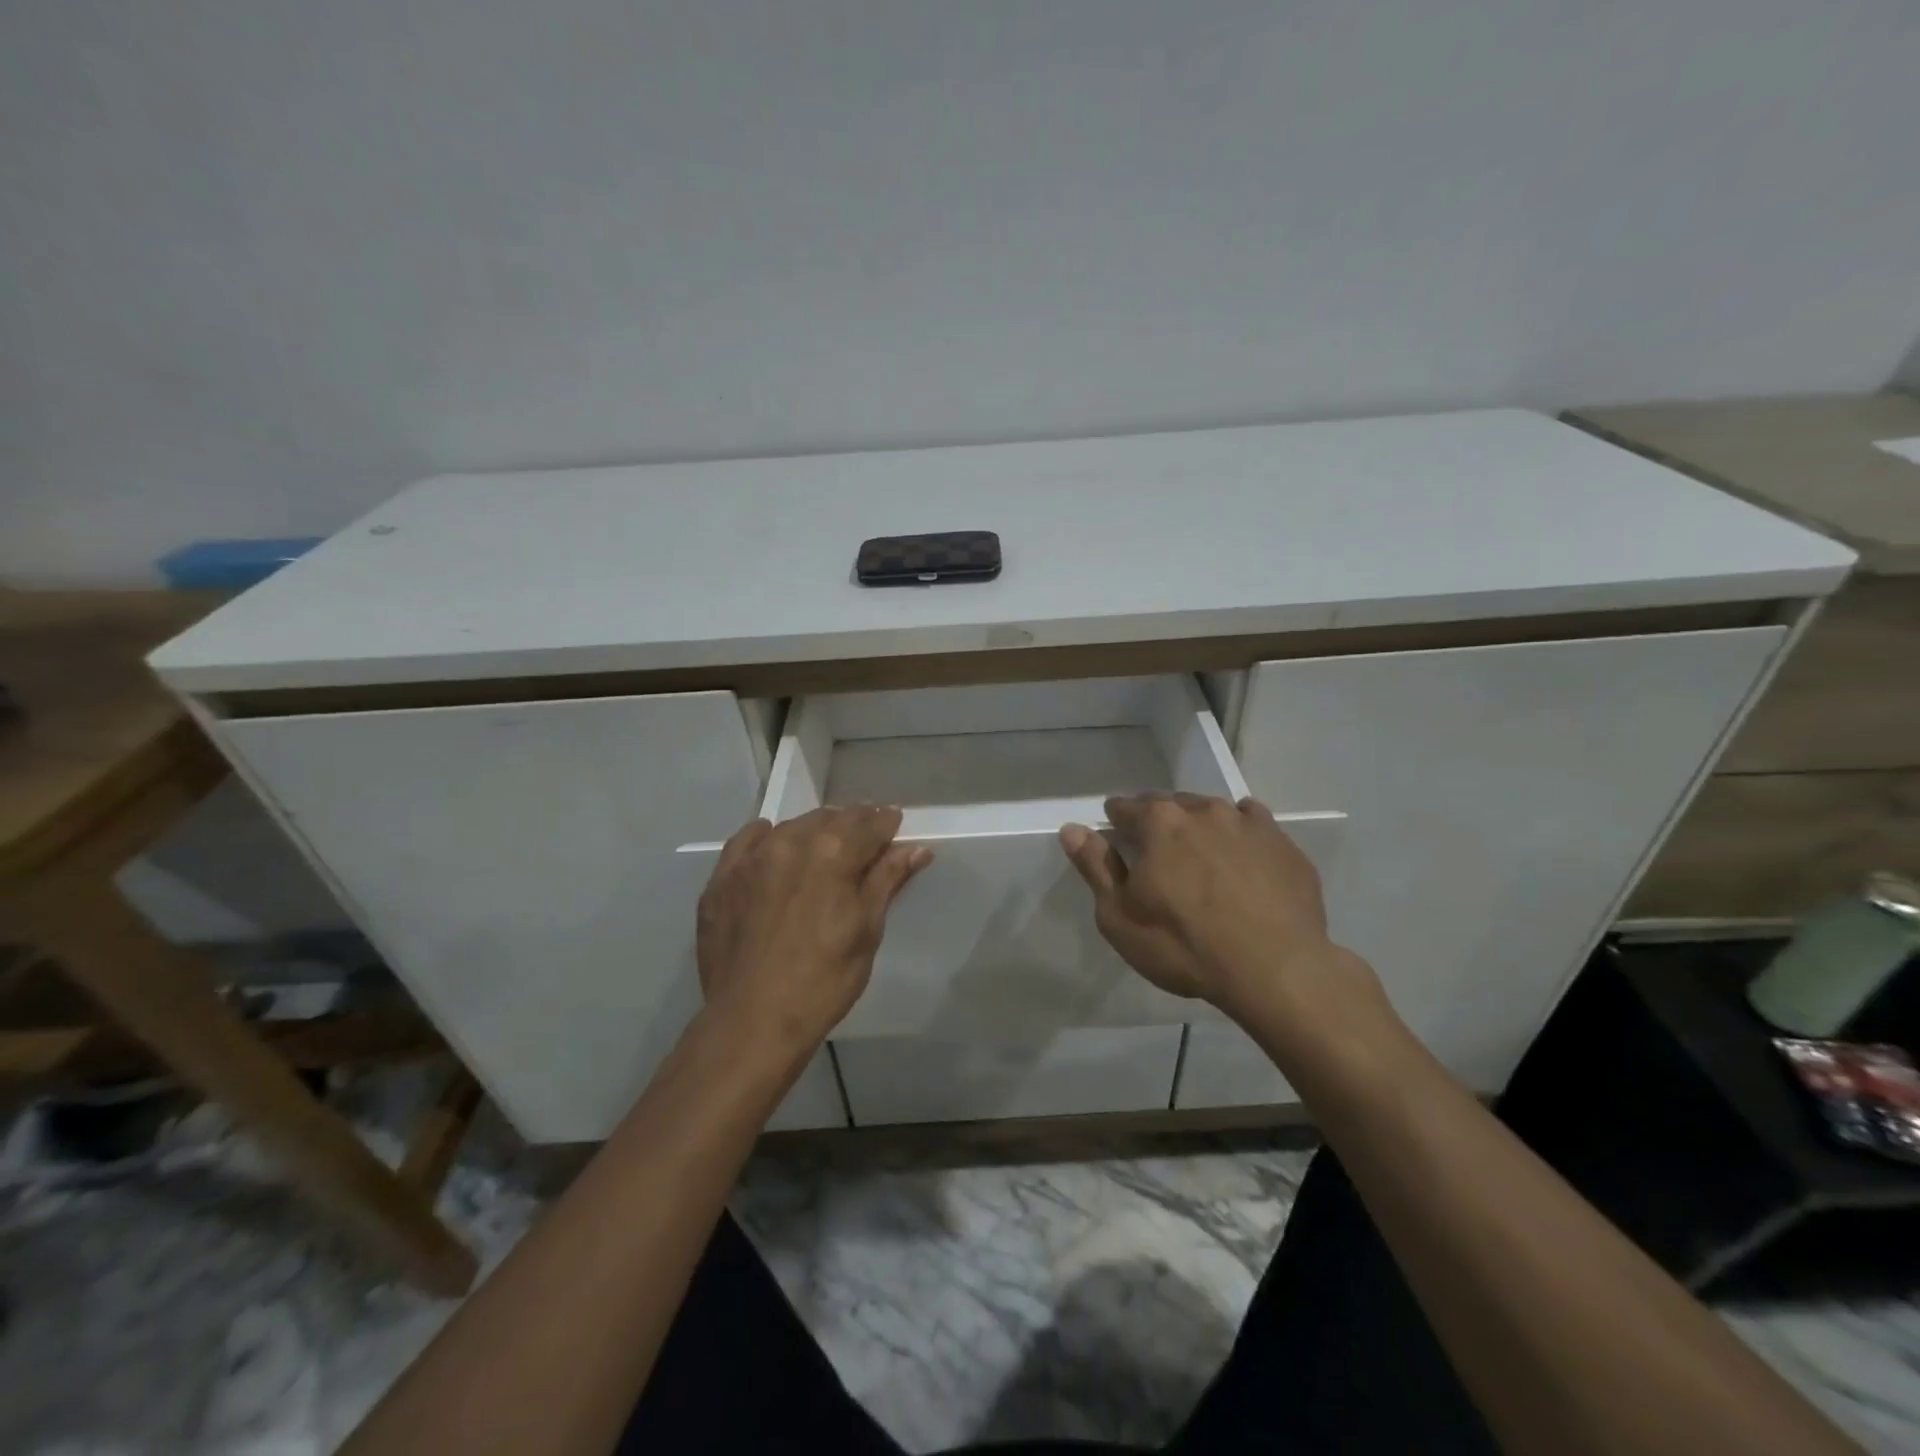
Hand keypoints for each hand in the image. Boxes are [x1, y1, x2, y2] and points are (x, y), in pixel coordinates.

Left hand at [696, 806, 929, 1056]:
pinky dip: (765, 837)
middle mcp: (791, 841)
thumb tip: (916, 848)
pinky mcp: (722, 878)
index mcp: (834, 852)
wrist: (753, 1020)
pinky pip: (746, 841)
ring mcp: (752, 858)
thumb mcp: (866, 929)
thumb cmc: (824, 979)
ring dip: (814, 830)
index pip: (870, 825)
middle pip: (831, 819)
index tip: (895, 825)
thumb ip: (887, 880)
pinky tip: (772, 843)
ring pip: (792, 826)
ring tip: (825, 845)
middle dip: (852, 824)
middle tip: (865, 838)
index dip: (887, 824)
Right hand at [1060, 794, 1386, 1035]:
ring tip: (1201, 858)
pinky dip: (1242, 837)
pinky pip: (1255, 828)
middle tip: (1158, 853)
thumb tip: (1072, 829)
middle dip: (1160, 822)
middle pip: (1172, 805)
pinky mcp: (1285, 845)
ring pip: (1215, 812)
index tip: (1116, 836)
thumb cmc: (1184, 946)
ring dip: (1201, 827)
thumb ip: (1096, 867)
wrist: (1276, 970)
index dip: (1117, 821)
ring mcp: (1250, 824)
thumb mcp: (1120, 917)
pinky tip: (1243, 864)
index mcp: (1159, 822)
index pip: (1126, 807)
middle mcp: (1204, 810)